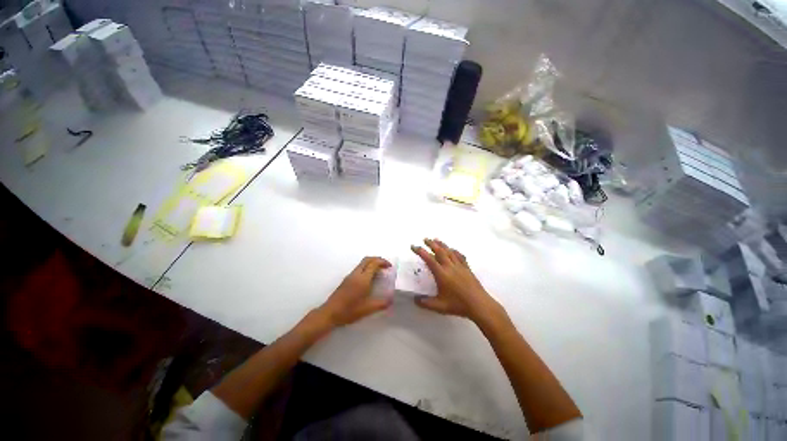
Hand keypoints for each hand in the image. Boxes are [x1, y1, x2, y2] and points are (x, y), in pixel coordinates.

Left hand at [316, 257, 392, 327]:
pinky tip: (369, 278)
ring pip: (362, 263)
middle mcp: (356, 274)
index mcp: (363, 279)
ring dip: (372, 263)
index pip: (374, 264)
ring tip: (379, 272)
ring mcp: (350, 276)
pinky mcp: (346, 279)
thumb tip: (392, 300)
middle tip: (385, 266)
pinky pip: (359, 268)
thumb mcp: (368, 309)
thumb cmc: (349, 311)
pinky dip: (367, 267)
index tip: (390, 267)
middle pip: (368, 259)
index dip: (383, 262)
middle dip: (378, 259)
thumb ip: (381, 304)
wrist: (330, 313)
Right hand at [411, 239, 502, 324]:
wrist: (479, 305)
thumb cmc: (458, 305)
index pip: (429, 259)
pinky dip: (454, 251)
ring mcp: (460, 266)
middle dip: (431, 244)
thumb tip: (415, 299)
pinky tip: (452, 250)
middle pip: (440, 251)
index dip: (420, 251)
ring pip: (449, 251)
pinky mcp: (467, 268)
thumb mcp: (439, 306)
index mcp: (442, 274)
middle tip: (425, 239)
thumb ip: (426, 303)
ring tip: (436, 239)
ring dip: (442, 244)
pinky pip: (460, 256)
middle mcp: (450, 267)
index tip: (414, 246)